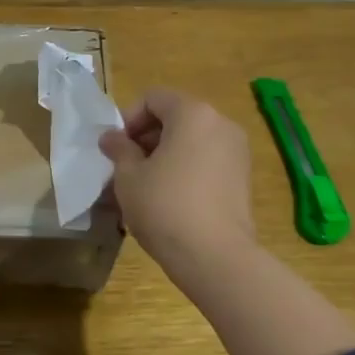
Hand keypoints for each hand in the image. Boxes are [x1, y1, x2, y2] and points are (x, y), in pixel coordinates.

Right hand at [99, 88, 256, 276]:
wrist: (216, 257)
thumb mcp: (129, 177)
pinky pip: (206, 160)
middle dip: (146, 137)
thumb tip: (111, 138)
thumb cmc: (165, 207)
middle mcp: (221, 123)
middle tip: (126, 167)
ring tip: (145, 186)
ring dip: (165, 155)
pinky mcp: (243, 178)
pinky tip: (169, 199)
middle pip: (175, 117)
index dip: (129, 119)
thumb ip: (119, 150)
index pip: (153, 98)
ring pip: (191, 140)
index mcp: (193, 114)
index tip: (116, 148)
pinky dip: (186, 169)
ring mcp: (237, 151)